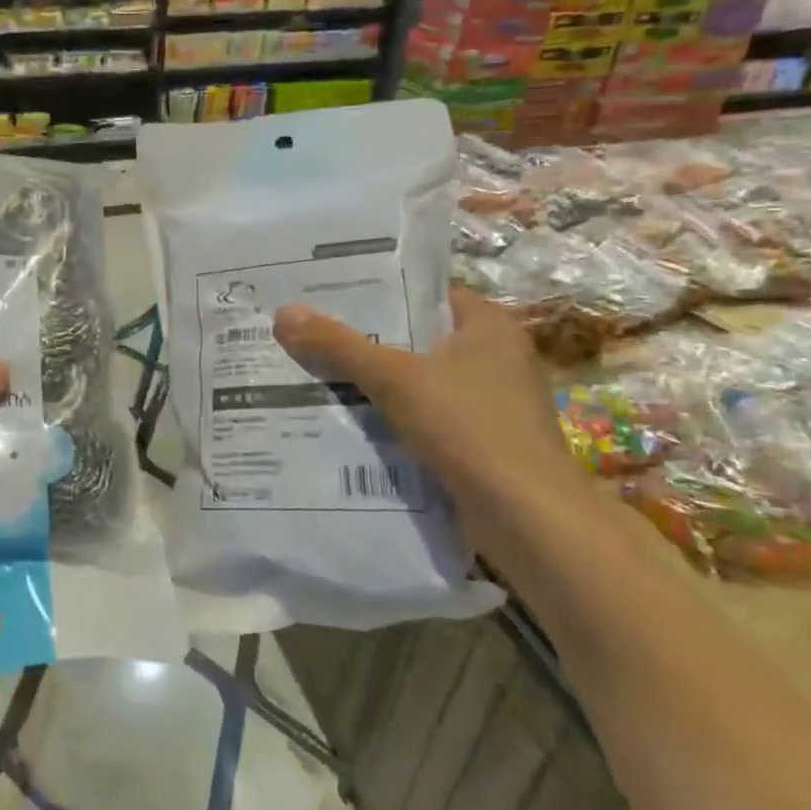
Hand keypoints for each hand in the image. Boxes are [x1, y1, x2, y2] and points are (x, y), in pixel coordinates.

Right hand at [273, 287, 579, 510]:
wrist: (526, 518)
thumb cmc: (469, 427)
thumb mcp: (395, 378)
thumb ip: (339, 346)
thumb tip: (284, 313)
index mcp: (488, 326)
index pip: (426, 294)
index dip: (379, 291)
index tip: (329, 295)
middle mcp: (495, 358)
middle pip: (417, 339)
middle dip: (366, 341)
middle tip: (310, 335)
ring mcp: (490, 404)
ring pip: (418, 383)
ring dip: (375, 385)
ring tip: (315, 376)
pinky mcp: (480, 444)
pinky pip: (424, 419)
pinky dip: (391, 420)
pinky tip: (348, 424)